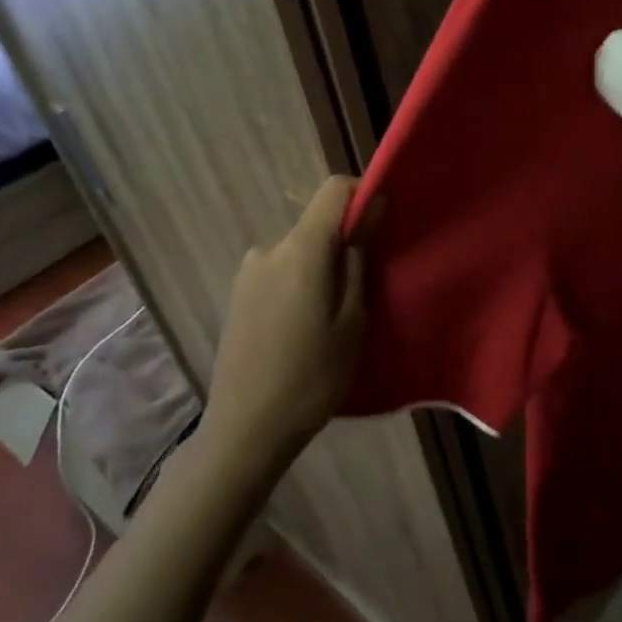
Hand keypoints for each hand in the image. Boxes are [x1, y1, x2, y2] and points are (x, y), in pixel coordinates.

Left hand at [204, 176, 367, 459]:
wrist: (245, 430)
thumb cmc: (312, 377)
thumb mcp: (352, 319)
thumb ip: (359, 258)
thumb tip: (372, 209)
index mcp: (300, 249)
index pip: (333, 190)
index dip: (362, 196)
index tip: (382, 225)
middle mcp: (269, 249)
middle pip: (316, 224)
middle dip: (344, 243)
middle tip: (364, 289)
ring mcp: (248, 272)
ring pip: (299, 251)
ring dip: (320, 268)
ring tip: (333, 317)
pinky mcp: (238, 294)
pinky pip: (280, 271)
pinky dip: (300, 284)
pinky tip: (304, 328)